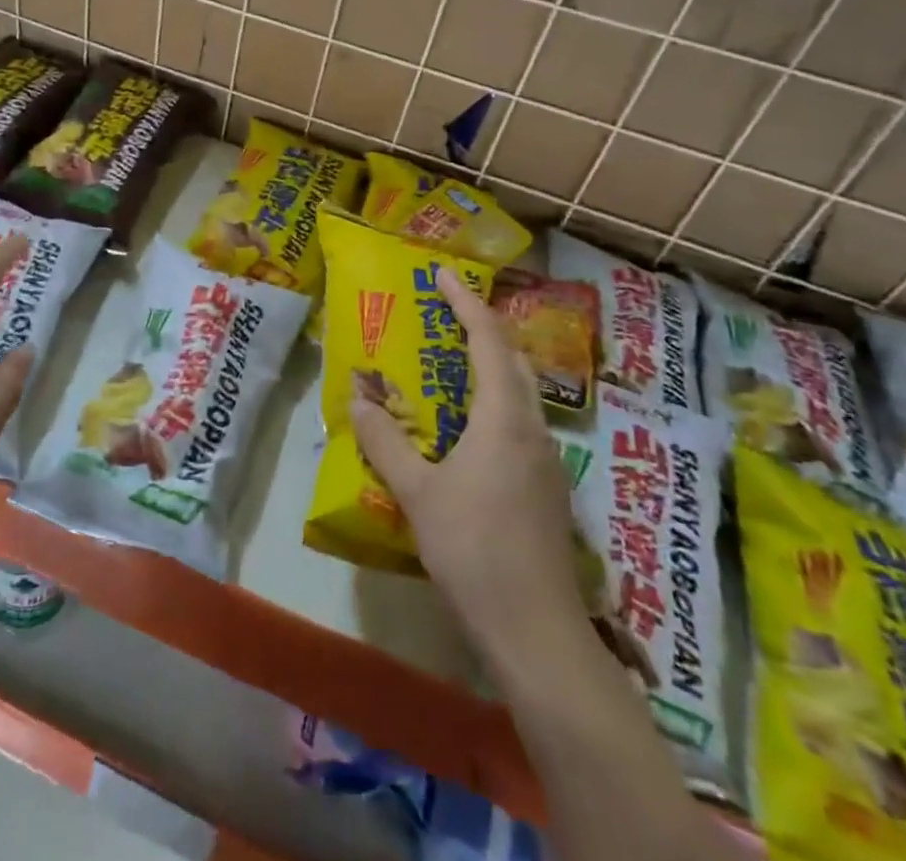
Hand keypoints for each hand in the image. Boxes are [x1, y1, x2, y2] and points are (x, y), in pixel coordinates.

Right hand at [351, 269, 587, 653]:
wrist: (537, 632)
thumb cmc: (474, 550)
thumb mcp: (417, 493)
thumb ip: (386, 440)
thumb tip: (358, 398)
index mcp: (504, 417)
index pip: (488, 340)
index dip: (465, 301)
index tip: (442, 273)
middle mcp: (533, 427)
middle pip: (513, 358)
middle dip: (482, 326)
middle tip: (446, 309)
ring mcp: (546, 457)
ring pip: (522, 389)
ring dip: (491, 362)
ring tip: (453, 355)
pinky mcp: (547, 484)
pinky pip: (521, 418)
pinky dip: (495, 397)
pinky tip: (469, 421)